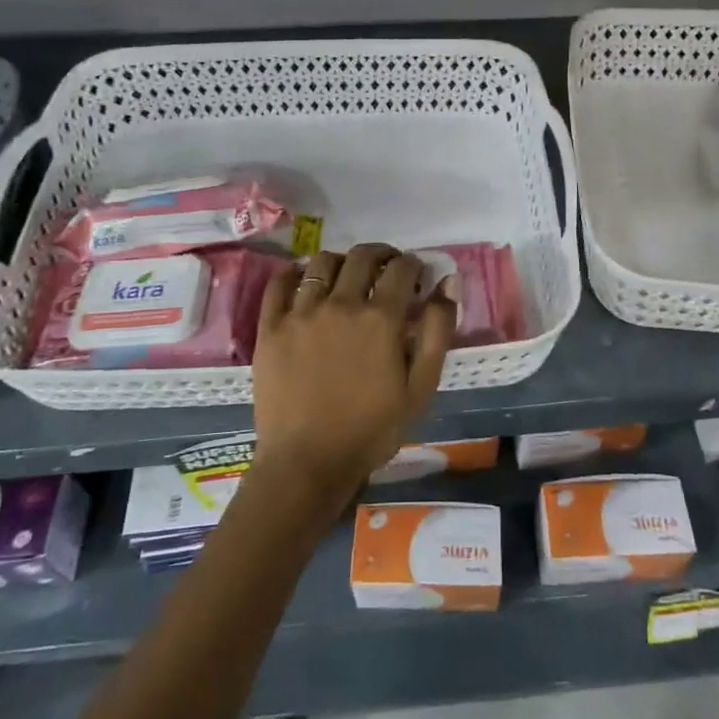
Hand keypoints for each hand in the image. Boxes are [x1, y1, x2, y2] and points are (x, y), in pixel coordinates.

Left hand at [248, 244, 457, 517]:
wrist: (307, 464)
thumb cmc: (372, 430)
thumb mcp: (420, 388)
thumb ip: (437, 332)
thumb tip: (448, 283)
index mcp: (381, 318)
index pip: (402, 268)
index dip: (414, 265)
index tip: (416, 276)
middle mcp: (341, 303)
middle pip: (362, 256)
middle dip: (381, 255)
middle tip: (387, 268)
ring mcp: (301, 312)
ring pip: (321, 262)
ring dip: (341, 261)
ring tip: (346, 276)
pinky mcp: (271, 326)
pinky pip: (280, 283)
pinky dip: (294, 272)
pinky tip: (304, 279)